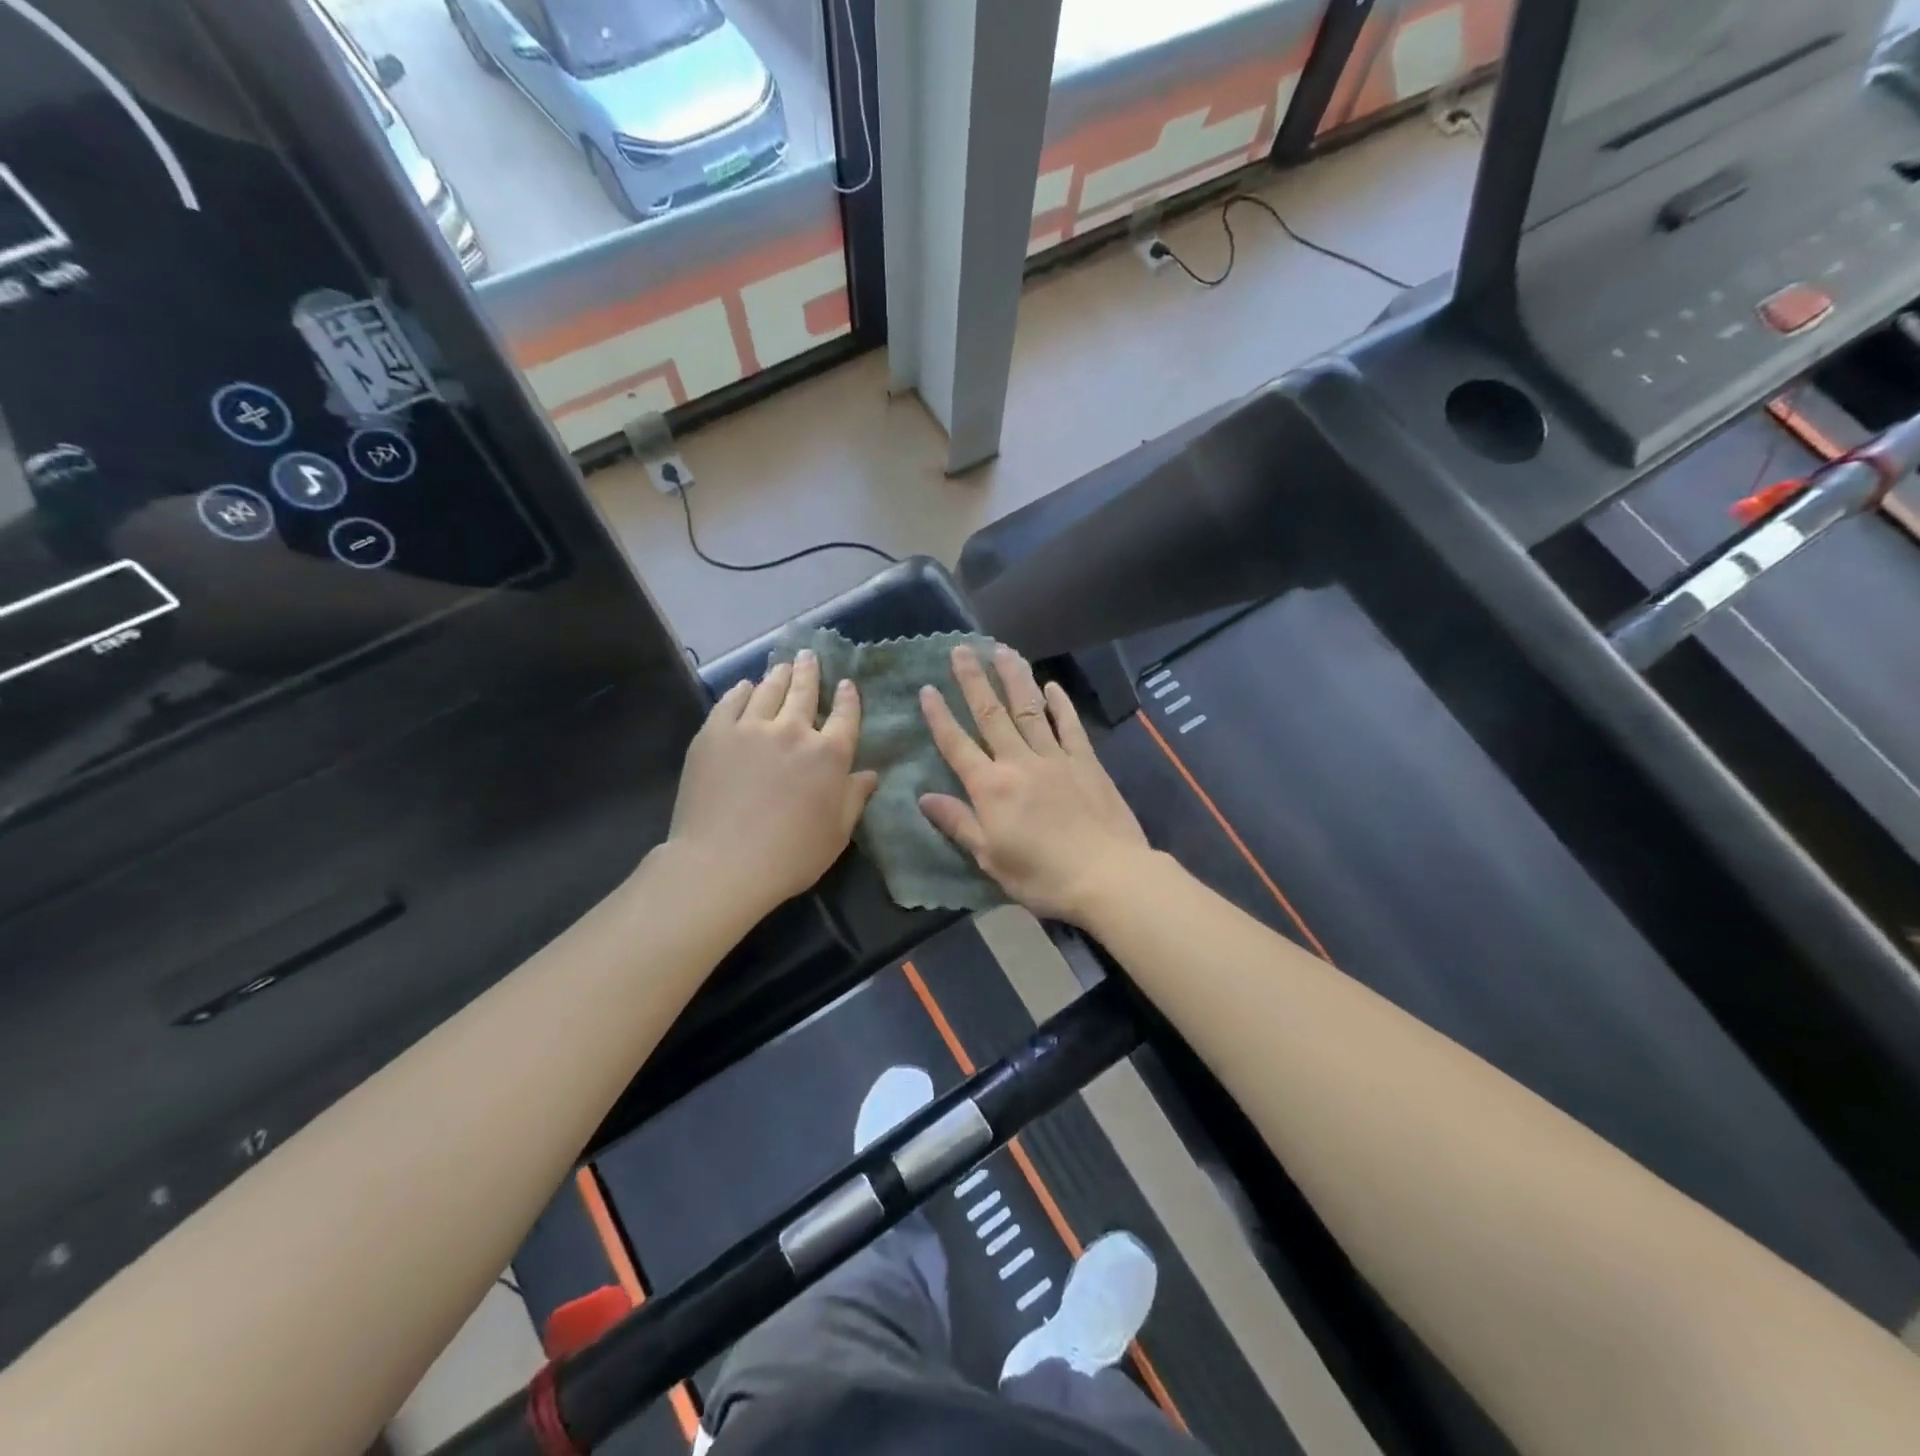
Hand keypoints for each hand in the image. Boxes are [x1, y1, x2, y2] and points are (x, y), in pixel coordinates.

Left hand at [666, 650, 878, 919]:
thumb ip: (855, 798)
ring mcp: (750, 728)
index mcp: (829, 755)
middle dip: (810, 671)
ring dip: (779, 675)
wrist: (722, 863)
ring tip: (782, 666)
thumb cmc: (790, 856)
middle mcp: (793, 730)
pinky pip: (731, 702)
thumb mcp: (837, 833)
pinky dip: (741, 690)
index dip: (848, 698)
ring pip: (768, 690)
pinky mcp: (714, 733)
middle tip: (809, 656)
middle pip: (804, 691)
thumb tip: (870, 773)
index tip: (846, 684)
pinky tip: (745, 686)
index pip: (845, 716)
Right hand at [919, 644, 1150, 924]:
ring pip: (1030, 709)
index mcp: (991, 787)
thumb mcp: (990, 857)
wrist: (1107, 875)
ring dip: (1014, 678)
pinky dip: (1060, 704)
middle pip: (991, 714)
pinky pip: (1069, 726)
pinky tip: (1052, 685)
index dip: (940, 716)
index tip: (927, 688)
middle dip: (974, 680)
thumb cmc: (1042, 875)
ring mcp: (1056, 757)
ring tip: (1002, 650)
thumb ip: (958, 822)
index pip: (957, 744)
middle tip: (962, 648)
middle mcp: (1019, 762)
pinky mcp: (1086, 761)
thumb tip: (924, 797)